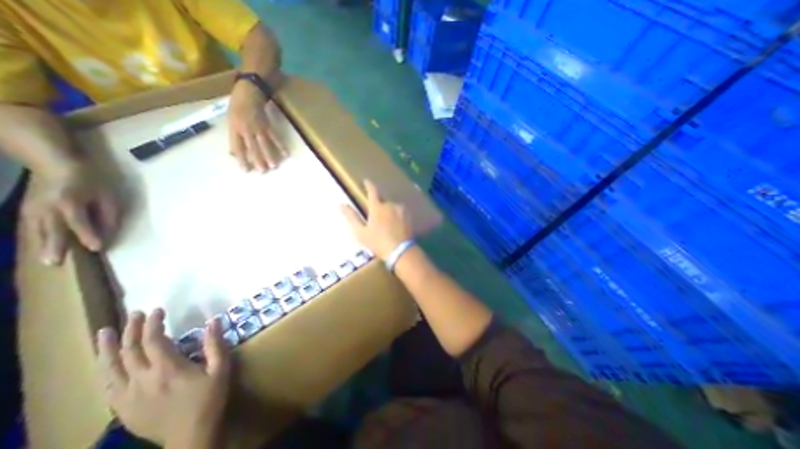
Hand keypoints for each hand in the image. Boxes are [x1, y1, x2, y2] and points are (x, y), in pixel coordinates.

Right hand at [21, 163, 116, 264]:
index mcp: (69, 202)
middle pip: (51, 230)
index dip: (88, 235)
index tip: (97, 248)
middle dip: (55, 247)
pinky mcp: (27, 209)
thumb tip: (109, 232)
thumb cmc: (90, 180)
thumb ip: (109, 214)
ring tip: (47, 261)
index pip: (79, 223)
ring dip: (42, 246)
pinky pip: (31, 227)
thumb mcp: (108, 195)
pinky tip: (40, 248)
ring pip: (37, 230)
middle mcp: (46, 207)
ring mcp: (32, 208)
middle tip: (55, 263)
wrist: (55, 163)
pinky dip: (36, 238)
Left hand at [96, 310, 231, 447]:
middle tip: (135, 314)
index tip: (158, 310)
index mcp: (168, 369)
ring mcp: (128, 396)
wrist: (191, 435)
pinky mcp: (123, 408)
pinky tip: (106, 363)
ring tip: (103, 333)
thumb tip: (214, 320)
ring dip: (107, 349)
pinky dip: (105, 370)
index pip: (154, 341)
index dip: (153, 324)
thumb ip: (215, 344)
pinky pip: (107, 386)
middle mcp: (142, 380)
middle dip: (131, 330)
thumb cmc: (210, 397)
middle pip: (129, 351)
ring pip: (110, 369)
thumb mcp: (221, 368)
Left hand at [227, 79, 284, 170]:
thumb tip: (233, 153)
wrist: (247, 91)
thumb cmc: (237, 106)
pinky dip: (281, 146)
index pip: (238, 147)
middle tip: (263, 171)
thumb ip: (234, 137)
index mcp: (234, 128)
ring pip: (264, 144)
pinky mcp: (268, 125)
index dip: (241, 159)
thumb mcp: (230, 121)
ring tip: (274, 166)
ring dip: (270, 156)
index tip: (246, 170)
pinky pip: (275, 137)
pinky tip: (286, 154)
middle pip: (253, 148)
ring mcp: (258, 127)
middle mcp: (246, 129)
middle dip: (258, 160)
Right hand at [337, 178, 412, 259]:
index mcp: (377, 207)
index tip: (366, 181)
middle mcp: (390, 204)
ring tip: (387, 225)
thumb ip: (351, 217)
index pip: (372, 191)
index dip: (369, 185)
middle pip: (383, 201)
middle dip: (379, 206)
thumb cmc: (378, 242)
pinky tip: (396, 226)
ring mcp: (401, 210)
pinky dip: (397, 216)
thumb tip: (341, 204)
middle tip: (377, 218)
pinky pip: (401, 213)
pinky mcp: (409, 216)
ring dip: (389, 212)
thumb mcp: (361, 232)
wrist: (401, 251)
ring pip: (392, 207)